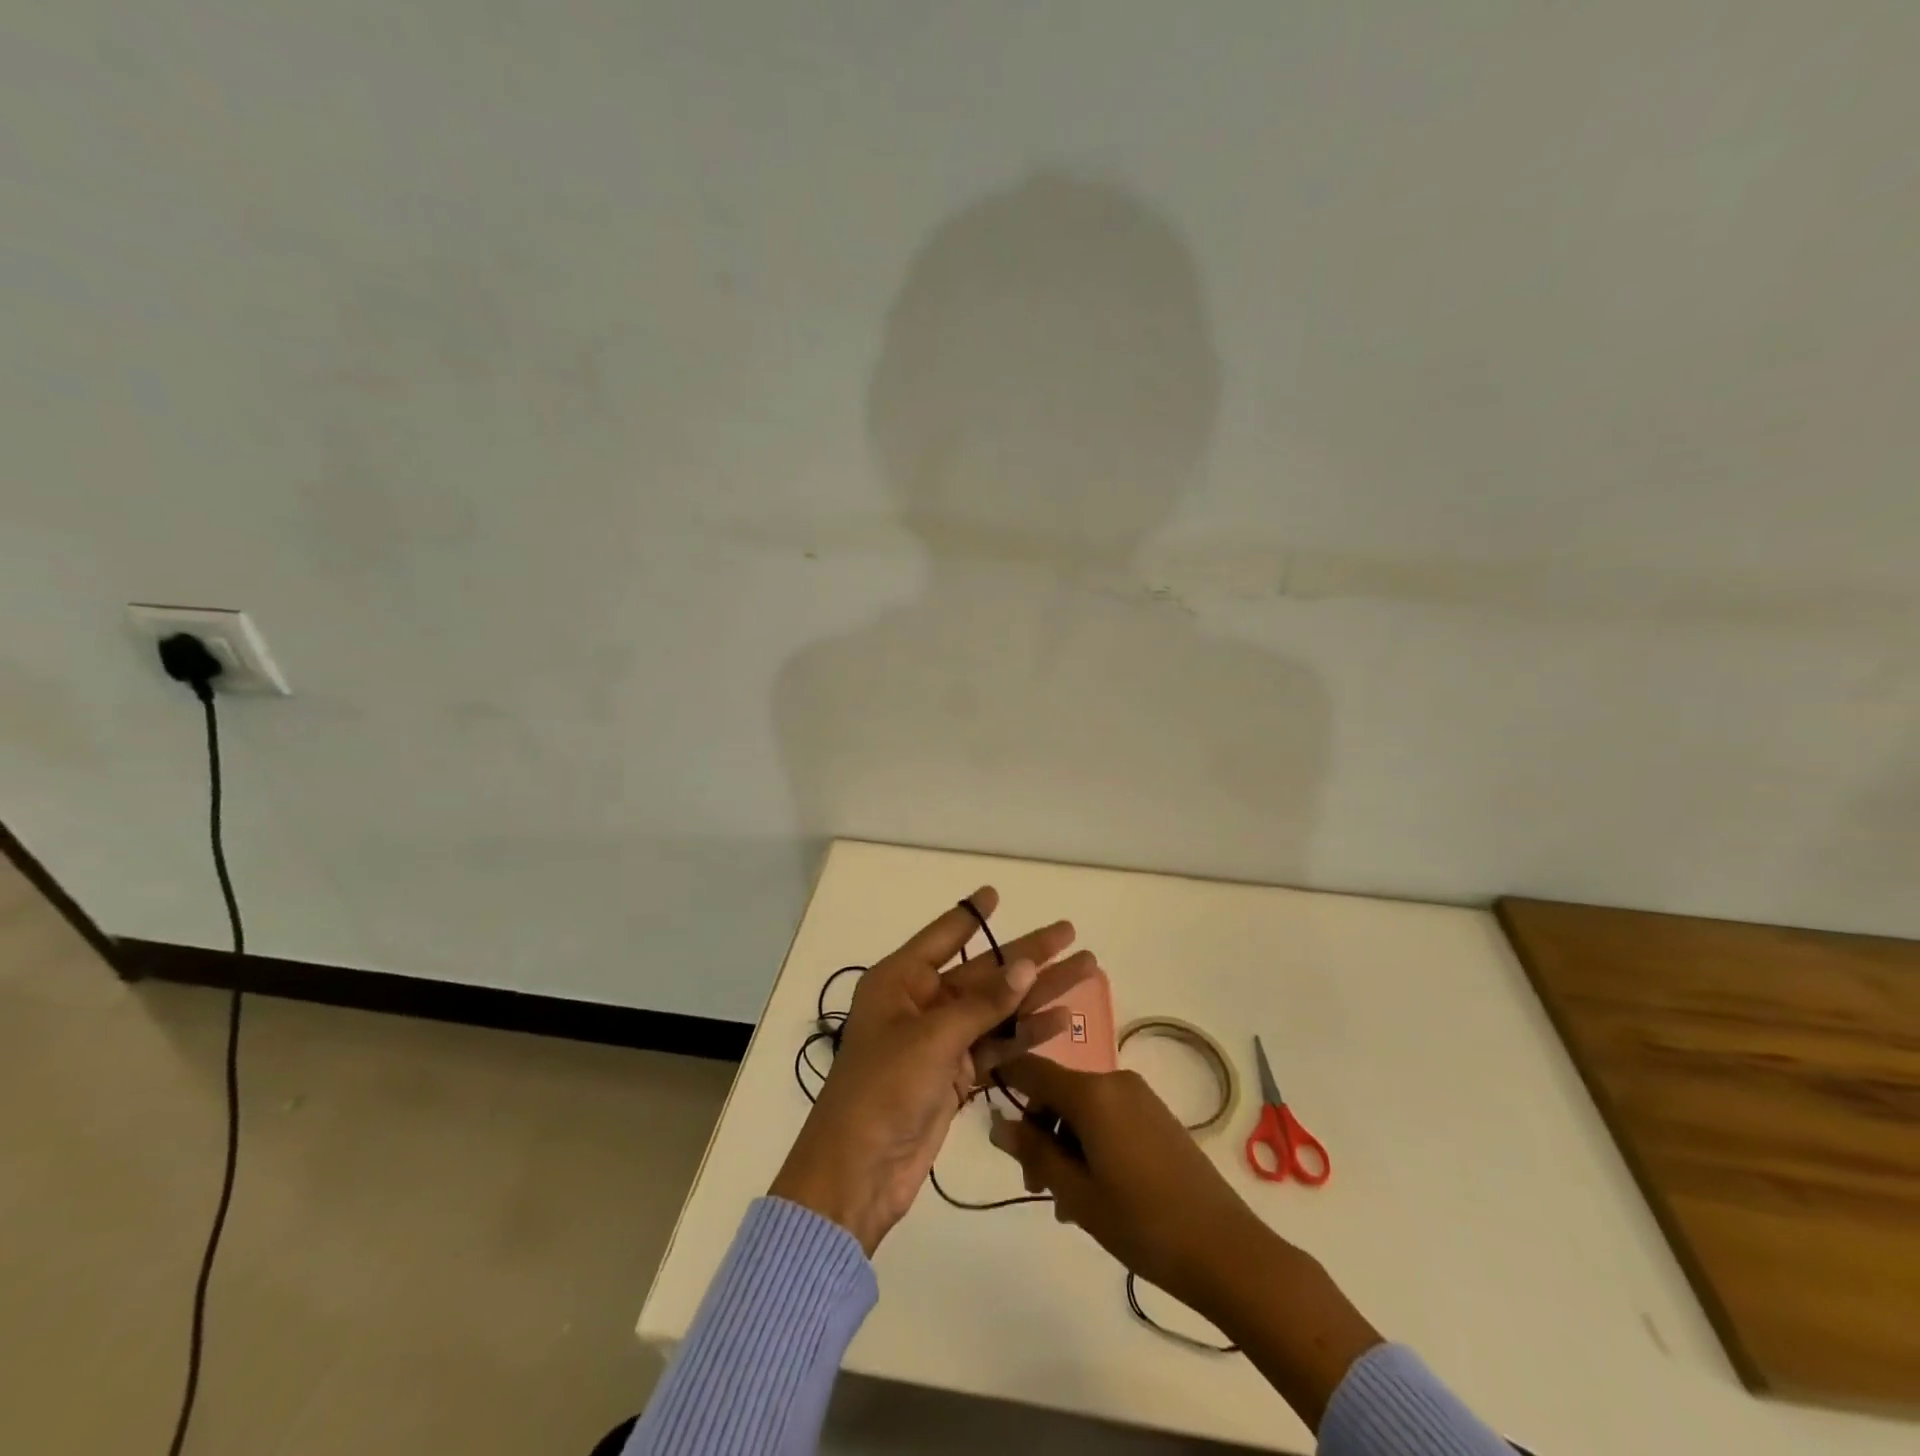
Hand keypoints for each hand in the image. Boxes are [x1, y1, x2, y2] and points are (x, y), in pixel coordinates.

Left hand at [769, 888, 1095, 1254]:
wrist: (858, 1172)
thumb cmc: (883, 1090)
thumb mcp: (933, 1038)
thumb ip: (983, 1003)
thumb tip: (1027, 966)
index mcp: (900, 981)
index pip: (943, 936)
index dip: (972, 914)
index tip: (996, 892)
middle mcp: (920, 1004)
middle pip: (982, 972)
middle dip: (1027, 955)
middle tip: (1070, 934)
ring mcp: (939, 1041)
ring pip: (996, 1009)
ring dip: (1036, 994)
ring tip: (1084, 971)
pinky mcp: (954, 1076)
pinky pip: (996, 1045)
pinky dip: (1025, 1034)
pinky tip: (1060, 1020)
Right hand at [990, 1055, 1381, 1430]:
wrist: (1226, 1250)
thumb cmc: (1142, 1222)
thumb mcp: (1077, 1193)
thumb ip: (1033, 1152)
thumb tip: (999, 1123)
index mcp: (1091, 1092)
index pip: (1032, 1068)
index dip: (1006, 1082)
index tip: (989, 1113)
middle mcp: (1115, 1081)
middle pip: (1058, 1092)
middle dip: (1038, 1132)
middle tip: (1035, 1187)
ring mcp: (1140, 1097)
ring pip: (1082, 1109)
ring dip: (1064, 1145)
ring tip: (1067, 1203)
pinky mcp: (1157, 1116)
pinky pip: (1108, 1117)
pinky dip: (1091, 1144)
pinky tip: (1094, 1192)